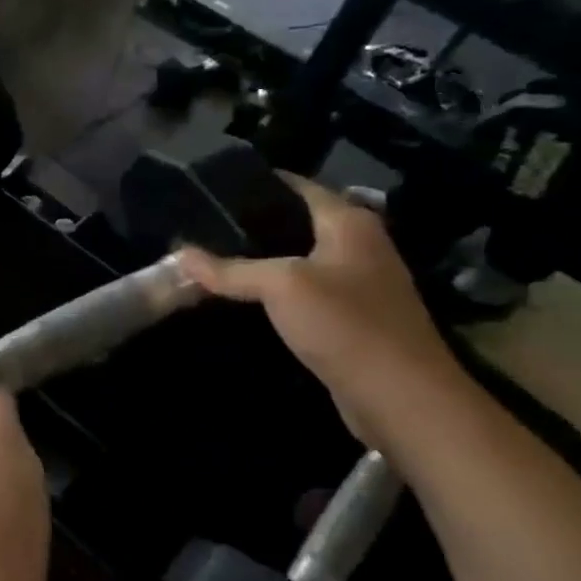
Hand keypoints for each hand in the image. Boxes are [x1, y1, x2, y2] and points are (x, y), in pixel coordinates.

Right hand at [179, 178, 464, 446]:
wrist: (400, 397)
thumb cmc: (346, 325)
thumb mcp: (282, 287)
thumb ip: (231, 270)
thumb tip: (180, 255)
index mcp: (348, 222)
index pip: (296, 186)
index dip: (255, 183)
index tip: (209, 188)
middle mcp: (357, 244)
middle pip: (295, 223)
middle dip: (249, 226)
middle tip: (199, 227)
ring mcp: (356, 283)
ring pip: (296, 260)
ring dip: (260, 262)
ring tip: (210, 258)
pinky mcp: (349, 319)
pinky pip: (302, 293)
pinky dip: (273, 292)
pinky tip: (240, 299)